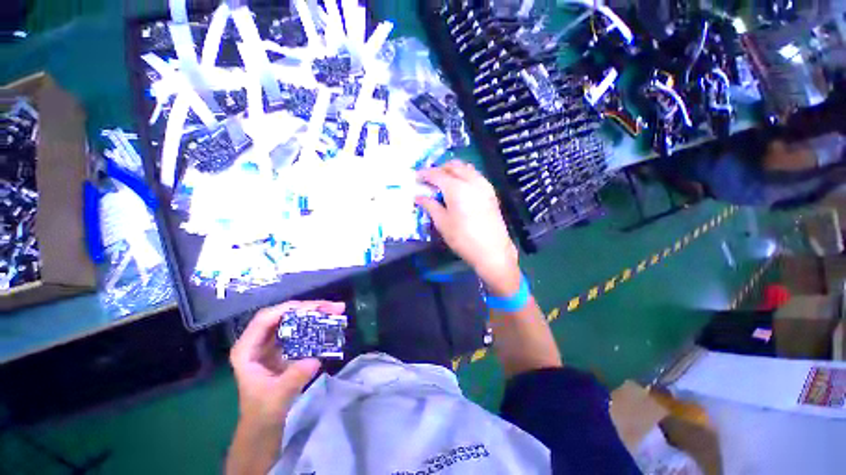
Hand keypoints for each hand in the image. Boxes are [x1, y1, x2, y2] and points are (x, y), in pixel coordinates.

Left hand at [229, 301, 344, 425]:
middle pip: (283, 314)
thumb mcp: (277, 398)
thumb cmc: (263, 412)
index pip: (265, 319)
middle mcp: (258, 341)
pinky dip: (315, 323)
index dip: (288, 310)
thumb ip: (293, 378)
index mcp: (247, 350)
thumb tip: (315, 359)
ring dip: (315, 313)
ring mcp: (271, 343)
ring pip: (293, 319)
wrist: (263, 425)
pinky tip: (329, 322)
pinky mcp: (284, 347)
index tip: (313, 308)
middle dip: (309, 308)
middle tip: (333, 307)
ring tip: (336, 309)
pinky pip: (300, 328)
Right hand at [416, 161, 519, 294]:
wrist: (492, 251)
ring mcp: (484, 185)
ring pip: (466, 168)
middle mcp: (471, 181)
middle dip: (440, 169)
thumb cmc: (463, 238)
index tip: (416, 176)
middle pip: (453, 166)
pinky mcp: (491, 192)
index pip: (437, 174)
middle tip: (430, 179)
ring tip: (444, 181)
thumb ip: (430, 206)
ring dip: (453, 170)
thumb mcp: (442, 223)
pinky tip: (460, 187)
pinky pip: (475, 176)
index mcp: (456, 188)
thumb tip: (418, 196)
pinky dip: (465, 175)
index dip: (425, 173)